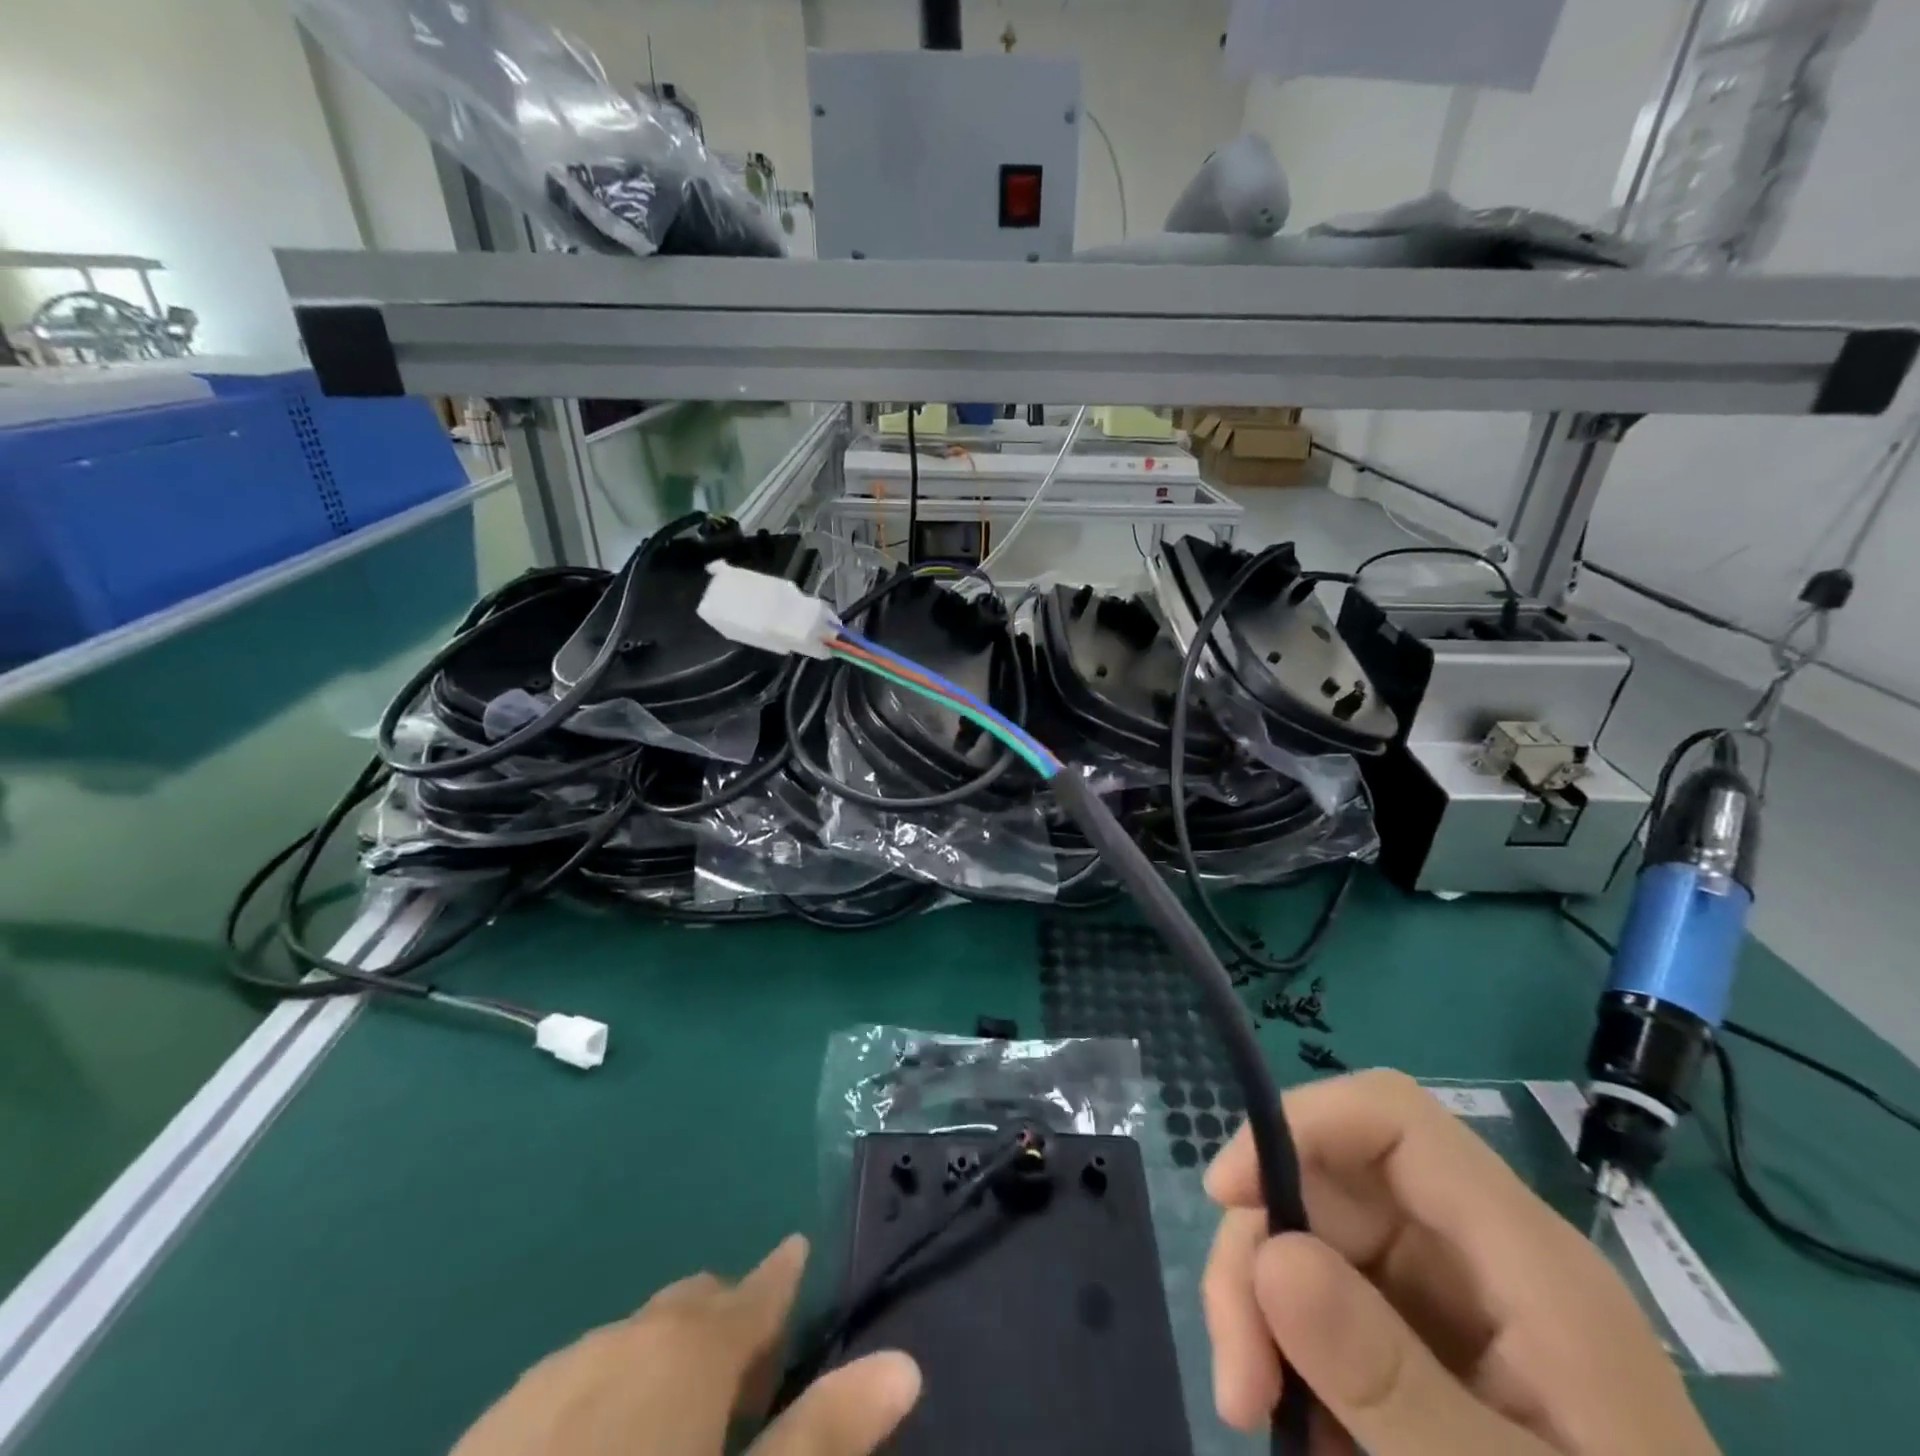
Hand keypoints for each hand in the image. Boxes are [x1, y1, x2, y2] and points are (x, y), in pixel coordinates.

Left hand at [451, 1235, 920, 1455]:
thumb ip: (822, 1435)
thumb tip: (905, 1363)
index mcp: (684, 1350)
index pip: (756, 1289)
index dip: (784, 1276)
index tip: (801, 1257)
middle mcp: (621, 1341)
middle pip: (691, 1305)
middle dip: (729, 1323)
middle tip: (755, 1380)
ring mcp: (546, 1383)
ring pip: (631, 1341)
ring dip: (668, 1361)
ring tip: (685, 1424)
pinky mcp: (487, 1432)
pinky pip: (574, 1382)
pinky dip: (609, 1394)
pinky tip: (600, 1454)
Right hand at [1201, 1070, 1718, 1455]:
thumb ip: (1393, 1382)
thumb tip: (1270, 1253)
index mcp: (1525, 1259)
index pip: (1392, 1118)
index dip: (1297, 1123)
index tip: (1225, 1196)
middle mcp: (1477, 1257)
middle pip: (1328, 1186)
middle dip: (1261, 1261)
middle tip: (1239, 1383)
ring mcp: (1451, 1305)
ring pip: (1312, 1246)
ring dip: (1264, 1319)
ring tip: (1256, 1417)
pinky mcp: (1428, 1352)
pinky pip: (1328, 1313)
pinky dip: (1294, 1363)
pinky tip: (1310, 1442)